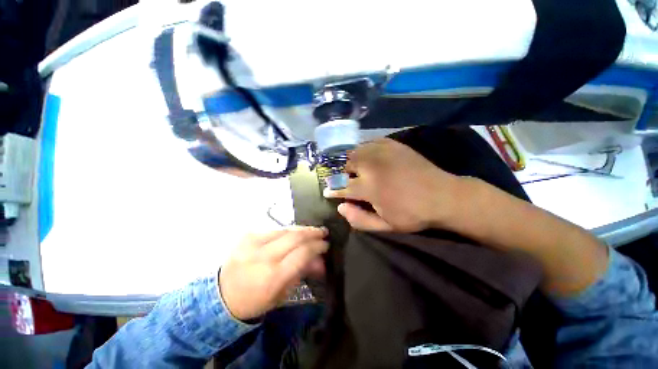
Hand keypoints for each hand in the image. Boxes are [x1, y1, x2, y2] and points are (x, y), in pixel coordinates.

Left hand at [219, 227, 327, 320]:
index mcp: (273, 276)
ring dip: (301, 229)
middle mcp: (263, 256)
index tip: (325, 244)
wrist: (221, 297)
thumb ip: (303, 272)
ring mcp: (253, 243)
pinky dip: (286, 231)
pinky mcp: (246, 236)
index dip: (317, 246)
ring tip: (311, 230)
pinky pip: (273, 229)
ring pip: (285, 229)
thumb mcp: (283, 293)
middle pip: (295, 237)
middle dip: (313, 232)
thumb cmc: (256, 301)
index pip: (302, 253)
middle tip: (322, 232)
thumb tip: (320, 260)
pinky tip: (292, 233)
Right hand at [324, 138, 462, 231]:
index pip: (341, 187)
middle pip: (346, 164)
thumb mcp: (386, 225)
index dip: (332, 190)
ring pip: (356, 151)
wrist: (444, 196)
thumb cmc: (413, 214)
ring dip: (350, 160)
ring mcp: (382, 152)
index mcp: (369, 187)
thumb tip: (340, 207)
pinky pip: (370, 142)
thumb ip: (359, 219)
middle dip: (341, 173)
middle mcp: (372, 166)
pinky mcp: (393, 145)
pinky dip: (364, 149)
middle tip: (344, 180)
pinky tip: (367, 156)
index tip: (327, 191)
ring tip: (353, 168)